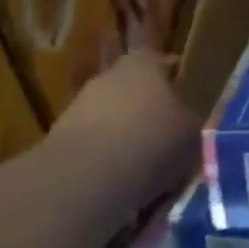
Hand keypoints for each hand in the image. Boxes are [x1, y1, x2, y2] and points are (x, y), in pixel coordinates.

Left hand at [53, 50, 199, 194]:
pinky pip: (92, 150)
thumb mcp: (192, 132)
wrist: (82, 180)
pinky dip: (104, 165)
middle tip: (165, 138)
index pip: (158, 59)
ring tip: (144, 172)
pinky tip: (119, 188)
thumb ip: (190, 122)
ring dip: (124, 140)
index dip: (171, 76)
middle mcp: (107, 78)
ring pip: (110, 121)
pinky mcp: (56, 144)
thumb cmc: (151, 141)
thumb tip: (188, 123)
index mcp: (143, 64)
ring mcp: (77, 109)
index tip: (181, 96)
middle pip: (132, 91)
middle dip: (146, 111)